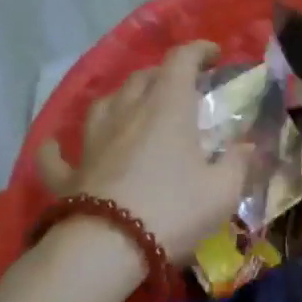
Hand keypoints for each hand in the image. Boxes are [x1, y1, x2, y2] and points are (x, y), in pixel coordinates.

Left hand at [37, 40, 246, 260]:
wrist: (105, 250)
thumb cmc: (172, 210)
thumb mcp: (223, 191)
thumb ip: (237, 163)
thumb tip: (246, 146)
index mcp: (168, 107)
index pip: (181, 60)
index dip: (199, 51)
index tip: (215, 56)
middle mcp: (127, 112)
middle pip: (143, 77)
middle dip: (164, 75)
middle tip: (183, 88)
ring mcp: (92, 141)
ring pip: (103, 104)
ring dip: (121, 99)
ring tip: (133, 107)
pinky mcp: (69, 174)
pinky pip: (57, 155)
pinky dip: (58, 148)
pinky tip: (56, 147)